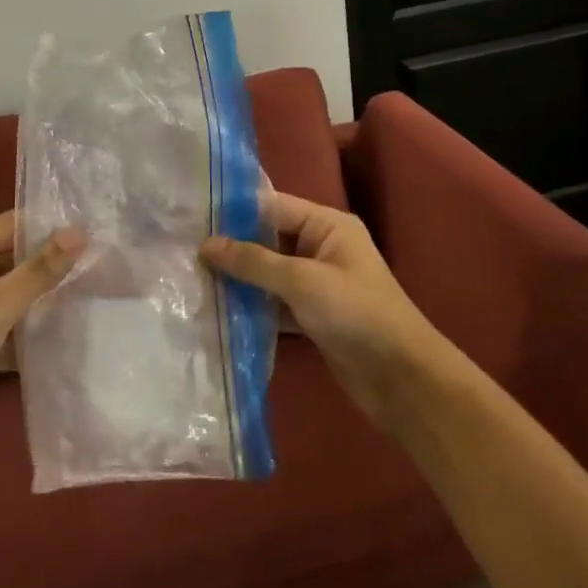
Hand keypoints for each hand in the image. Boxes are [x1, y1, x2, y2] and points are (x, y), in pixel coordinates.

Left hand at [0, 212, 84, 470]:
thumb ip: (38, 271)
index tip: (95, 229)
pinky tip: (70, 336)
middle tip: (104, 264)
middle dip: (54, 264)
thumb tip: (81, 232)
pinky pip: (11, 328)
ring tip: (96, 295)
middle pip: (16, 260)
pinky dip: (33, 332)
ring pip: (16, 296)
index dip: (51, 226)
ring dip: (47, 300)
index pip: (13, 226)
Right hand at [203, 193, 441, 432]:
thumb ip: (253, 261)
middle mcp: (322, 248)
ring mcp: (318, 284)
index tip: (192, 215)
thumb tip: (206, 244)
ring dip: (239, 279)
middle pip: (268, 240)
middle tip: (185, 249)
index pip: (273, 207)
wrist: (403, 380)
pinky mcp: (313, 317)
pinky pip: (275, 303)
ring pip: (269, 274)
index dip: (235, 211)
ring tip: (193, 278)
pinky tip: (218, 310)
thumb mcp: (301, 281)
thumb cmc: (356, 314)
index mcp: (328, 226)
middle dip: (232, 247)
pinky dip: (252, 307)